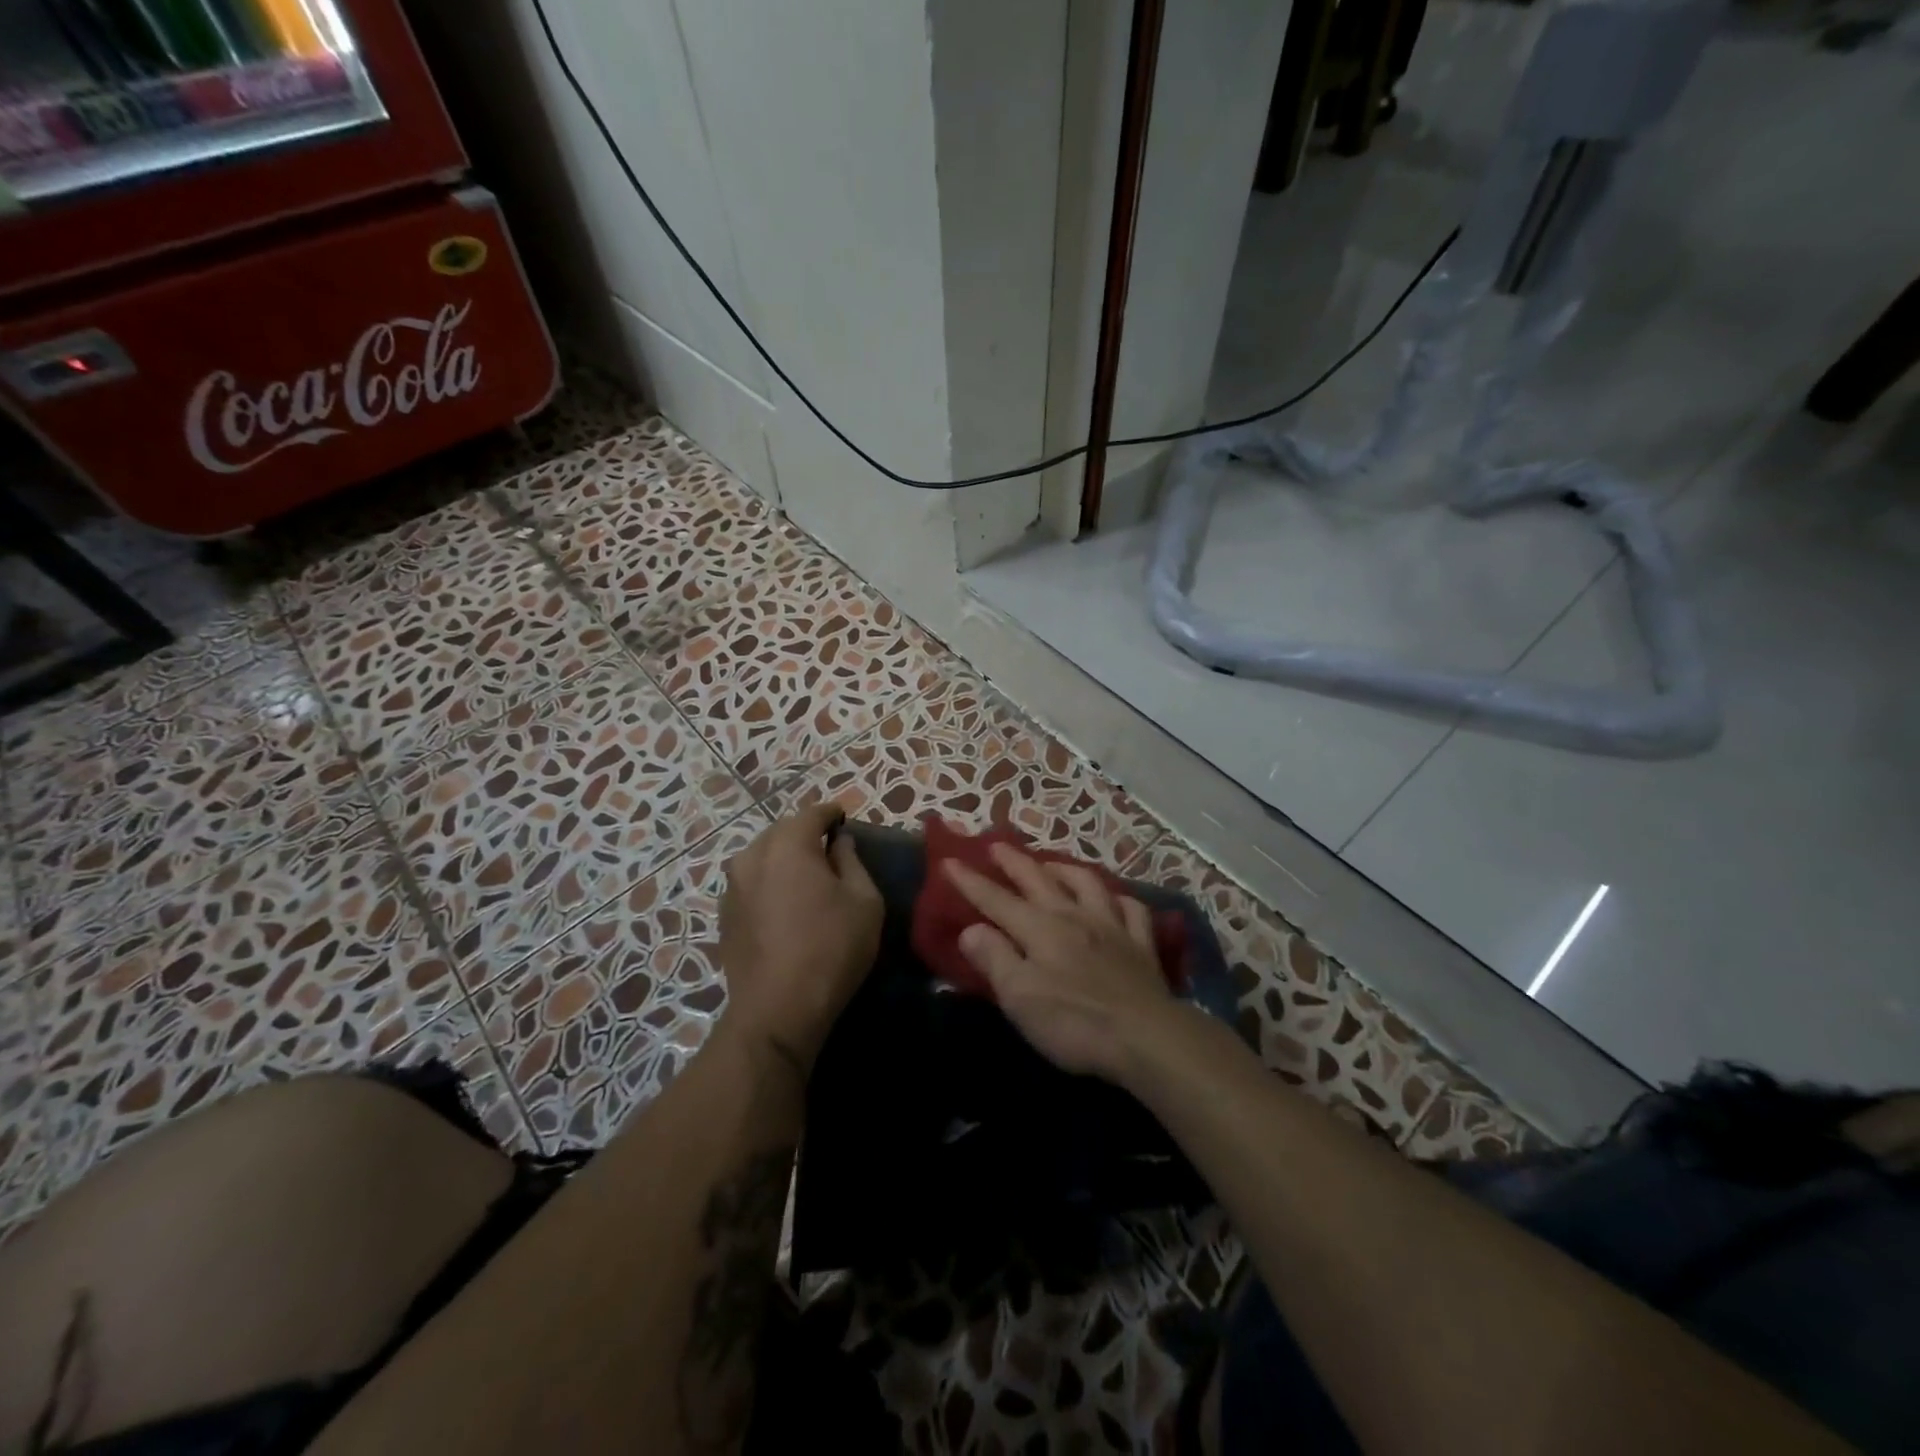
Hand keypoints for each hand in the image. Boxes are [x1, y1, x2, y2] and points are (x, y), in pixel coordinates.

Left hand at [719, 803, 882, 1073]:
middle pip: (782, 832)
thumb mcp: (864, 901)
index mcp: (788, 845)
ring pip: (762, 857)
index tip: (845, 820)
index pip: (812, 813)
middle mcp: (752, 856)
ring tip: (806, 880)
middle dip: (805, 835)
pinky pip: (751, 884)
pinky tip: (784, 906)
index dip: (831, 814)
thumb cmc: (832, 948)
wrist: (778, 1010)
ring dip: (784, 860)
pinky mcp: (724, 915)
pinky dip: (768, 884)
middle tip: (829, 851)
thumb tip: (839, 843)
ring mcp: (732, 887)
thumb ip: (852, 861)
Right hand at [942, 844, 1179, 1081]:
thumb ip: (995, 959)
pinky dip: (1119, 898)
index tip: (949, 862)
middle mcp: (1074, 916)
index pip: (997, 900)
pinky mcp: (1141, 944)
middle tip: (996, 846)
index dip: (971, 881)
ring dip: (1064, 869)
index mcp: (1040, 929)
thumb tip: (971, 930)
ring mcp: (1112, 926)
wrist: (1146, 1037)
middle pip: (1039, 880)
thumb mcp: (1020, 997)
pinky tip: (1113, 899)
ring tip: (1050, 864)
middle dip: (1014, 861)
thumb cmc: (1074, 1021)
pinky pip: (1131, 909)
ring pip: (1087, 883)